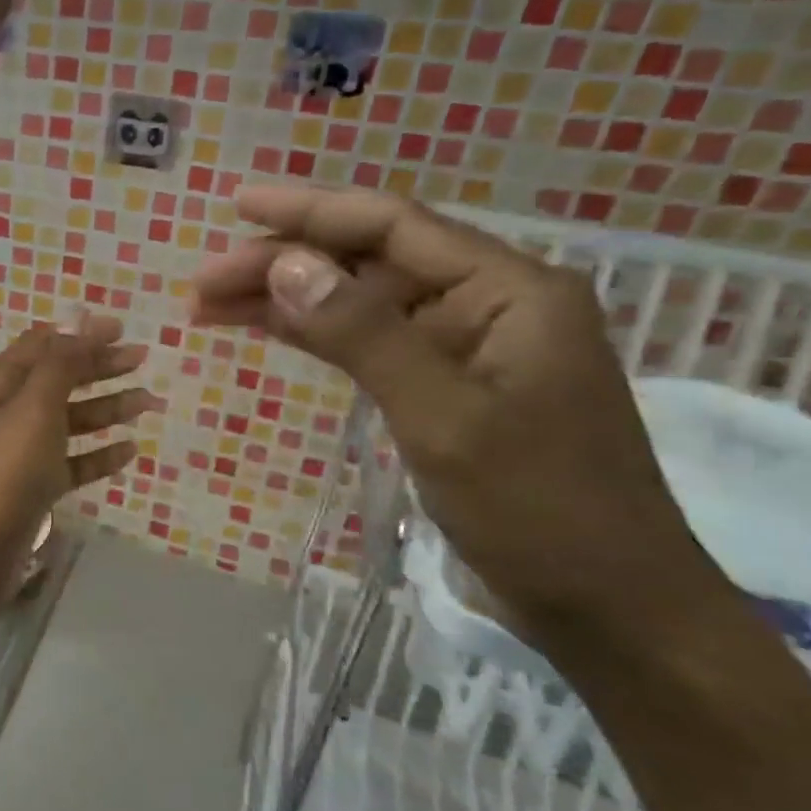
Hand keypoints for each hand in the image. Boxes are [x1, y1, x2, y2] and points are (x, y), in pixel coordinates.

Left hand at [0, 315, 161, 619]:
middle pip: (59, 379)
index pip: (42, 346)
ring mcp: (21, 452)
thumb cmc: (2, 472)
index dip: (80, 334)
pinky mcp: (34, 487)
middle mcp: (8, 413)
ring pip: (69, 420)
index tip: (122, 328)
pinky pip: (72, 462)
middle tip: (143, 359)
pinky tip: (130, 450)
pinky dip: (99, 454)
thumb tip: (79, 319)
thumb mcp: (32, 408)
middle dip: (99, 366)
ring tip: (149, 401)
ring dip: (107, 408)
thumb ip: (59, 364)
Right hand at [193, 185, 718, 631]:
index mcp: (508, 291)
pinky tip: (268, 330)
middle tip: (203, 284)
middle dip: (282, 265)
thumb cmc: (539, 511)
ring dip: (288, 301)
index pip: (392, 226)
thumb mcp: (444, 418)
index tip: (235, 205)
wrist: (607, 606)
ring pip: (360, 302)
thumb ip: (364, 334)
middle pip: (368, 261)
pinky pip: (369, 342)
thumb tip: (286, 264)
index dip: (309, 210)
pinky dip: (315, 335)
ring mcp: (466, 346)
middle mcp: (488, 303)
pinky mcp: (446, 385)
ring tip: (211, 307)